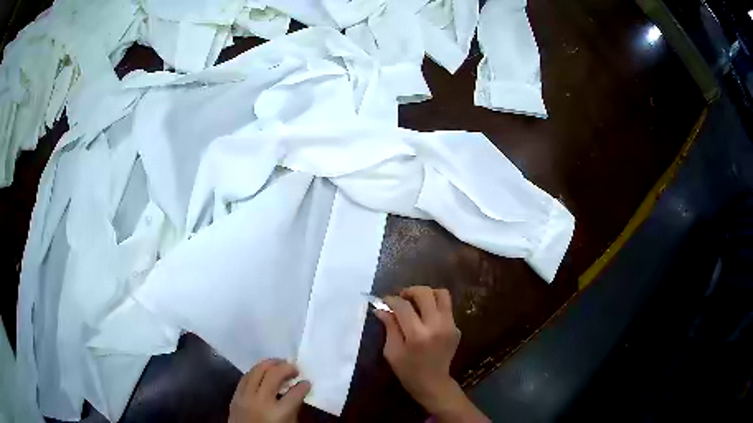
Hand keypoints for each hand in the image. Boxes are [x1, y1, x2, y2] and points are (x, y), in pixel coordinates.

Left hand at [229, 359, 310, 422]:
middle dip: (286, 368)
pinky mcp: (235, 395)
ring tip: (280, 364)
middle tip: (295, 369)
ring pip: (257, 371)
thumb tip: (297, 391)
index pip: (295, 393)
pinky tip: (263, 371)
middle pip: (273, 375)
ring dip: (270, 364)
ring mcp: (245, 397)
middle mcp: (261, 401)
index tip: (307, 382)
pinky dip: (256, 371)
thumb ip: (293, 408)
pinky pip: (245, 377)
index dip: (303, 386)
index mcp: (278, 413)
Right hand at [374, 286, 488, 422]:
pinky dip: (434, 306)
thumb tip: (381, 308)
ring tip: (416, 302)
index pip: (403, 306)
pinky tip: (426, 317)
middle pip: (425, 294)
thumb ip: (389, 327)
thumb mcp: (392, 351)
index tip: (384, 301)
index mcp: (417, 335)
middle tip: (402, 298)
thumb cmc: (407, 370)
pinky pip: (446, 307)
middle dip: (410, 291)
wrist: (433, 383)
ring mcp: (450, 326)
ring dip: (427, 294)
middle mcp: (436, 326)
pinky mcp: (457, 328)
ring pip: (442, 294)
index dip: (391, 300)